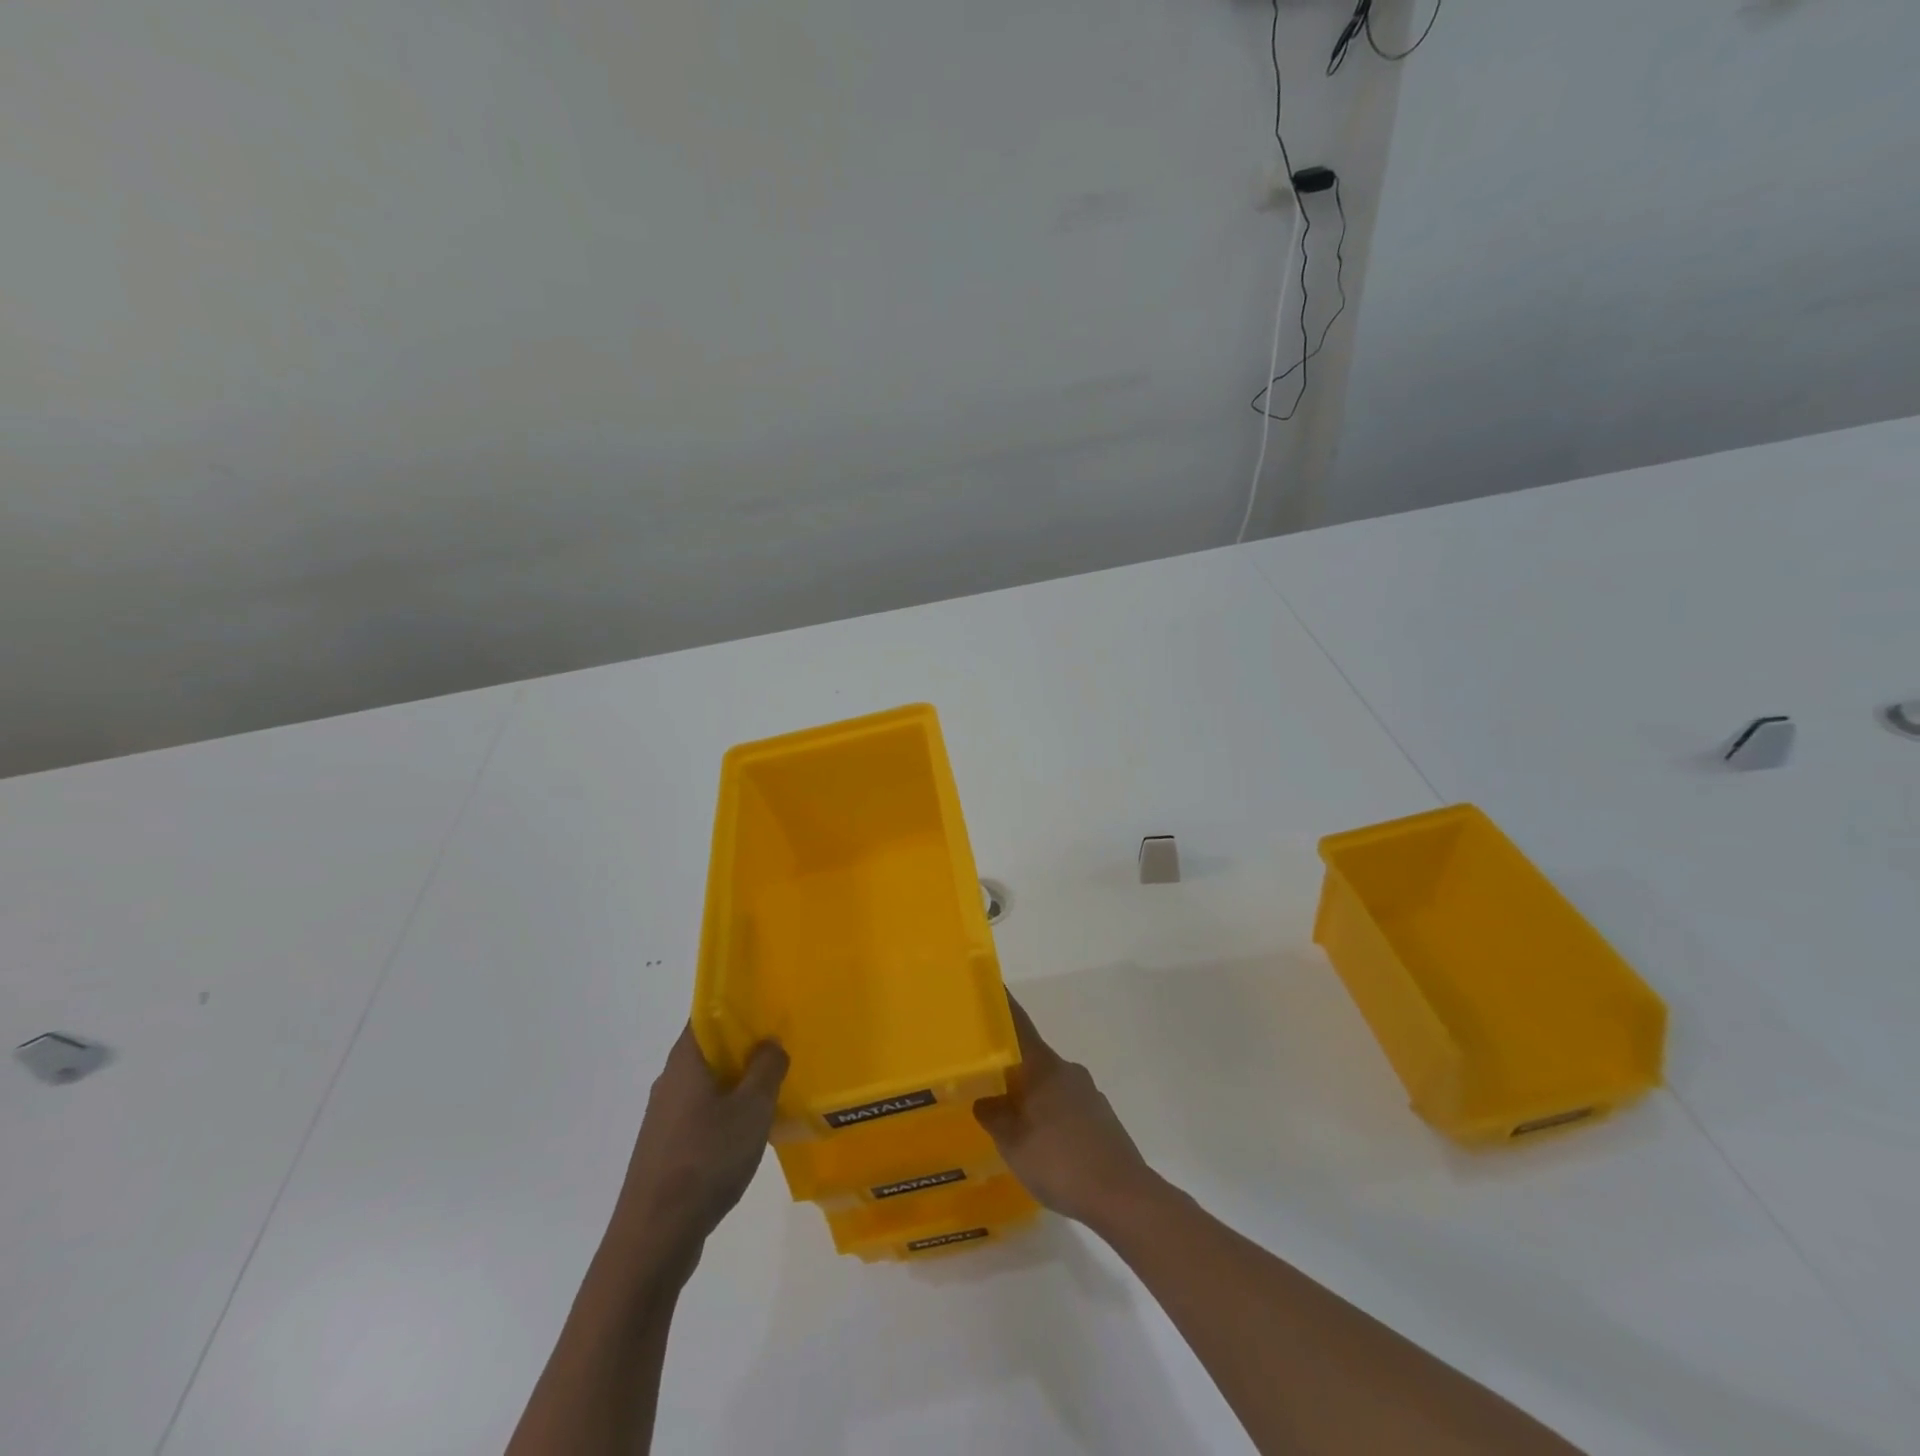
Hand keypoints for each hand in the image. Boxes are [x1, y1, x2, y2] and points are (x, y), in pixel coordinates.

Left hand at [613, 1025, 787, 1263]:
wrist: (654, 1238)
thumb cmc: (705, 1160)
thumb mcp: (752, 1109)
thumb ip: (767, 1068)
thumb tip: (770, 1043)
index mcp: (686, 1060)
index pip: (709, 1013)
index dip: (739, 1006)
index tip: (771, 1008)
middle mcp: (671, 1081)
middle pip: (711, 1048)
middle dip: (746, 1046)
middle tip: (784, 1048)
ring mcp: (665, 1117)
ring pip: (709, 1084)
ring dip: (739, 1083)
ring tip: (776, 1089)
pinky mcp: (667, 1148)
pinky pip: (703, 1115)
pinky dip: (728, 1113)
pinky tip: (752, 1131)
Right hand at [974, 996, 1155, 1228]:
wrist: (1122, 1195)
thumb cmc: (1059, 1162)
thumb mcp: (1012, 1143)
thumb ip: (994, 1115)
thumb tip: (983, 1097)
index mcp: (1043, 1067)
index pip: (1018, 1025)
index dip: (1003, 1006)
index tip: (990, 988)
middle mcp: (1067, 1070)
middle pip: (1032, 1057)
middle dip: (1010, 1064)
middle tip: (985, 1075)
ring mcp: (1087, 1093)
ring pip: (1049, 1084)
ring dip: (1030, 1093)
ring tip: (1009, 1118)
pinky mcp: (1101, 1117)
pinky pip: (1065, 1105)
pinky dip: (1049, 1115)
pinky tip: (1042, 1143)